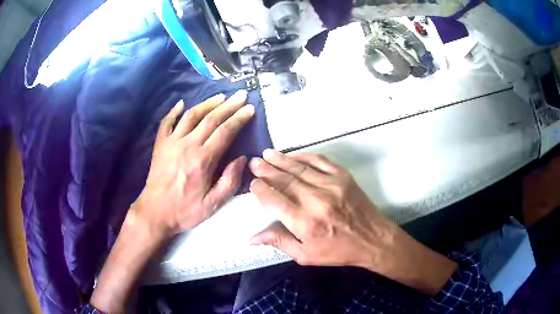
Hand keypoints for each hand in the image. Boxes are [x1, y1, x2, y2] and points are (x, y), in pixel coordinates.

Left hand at [134, 90, 253, 237]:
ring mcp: (171, 142)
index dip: (239, 118)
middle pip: (211, 119)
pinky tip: (181, 103)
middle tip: (241, 95)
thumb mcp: (213, 204)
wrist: (155, 212)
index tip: (250, 108)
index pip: (225, 132)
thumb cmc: (185, 210)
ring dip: (207, 103)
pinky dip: (174, 111)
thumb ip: (230, 181)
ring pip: (191, 115)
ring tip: (220, 96)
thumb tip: (241, 159)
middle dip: (229, 105)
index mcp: (203, 160)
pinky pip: (166, 122)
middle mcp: (188, 145)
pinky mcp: (160, 144)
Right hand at [249, 150, 456, 294]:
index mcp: (305, 223)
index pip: (274, 200)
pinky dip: (303, 156)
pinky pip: (319, 161)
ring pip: (299, 168)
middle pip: (285, 180)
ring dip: (281, 160)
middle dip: (266, 170)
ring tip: (267, 154)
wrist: (373, 239)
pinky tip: (293, 155)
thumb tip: (253, 237)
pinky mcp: (343, 177)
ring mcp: (331, 185)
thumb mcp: (306, 255)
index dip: (261, 190)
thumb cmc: (338, 251)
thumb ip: (279, 242)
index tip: (253, 183)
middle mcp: (316, 201)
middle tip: (254, 162)